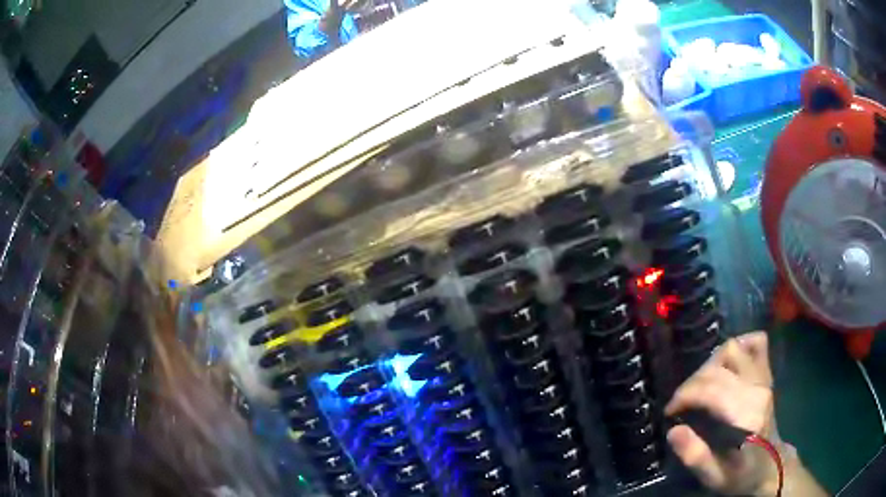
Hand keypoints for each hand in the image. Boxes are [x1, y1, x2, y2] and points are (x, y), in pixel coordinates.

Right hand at [666, 332, 784, 496]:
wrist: (772, 466)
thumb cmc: (742, 475)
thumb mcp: (715, 477)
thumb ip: (695, 455)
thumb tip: (673, 430)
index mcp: (747, 416)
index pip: (711, 389)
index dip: (684, 396)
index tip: (669, 412)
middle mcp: (758, 389)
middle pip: (719, 367)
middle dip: (692, 383)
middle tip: (680, 404)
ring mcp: (764, 379)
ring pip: (734, 349)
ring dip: (710, 363)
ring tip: (699, 385)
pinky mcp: (767, 375)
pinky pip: (756, 344)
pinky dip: (739, 345)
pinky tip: (726, 361)